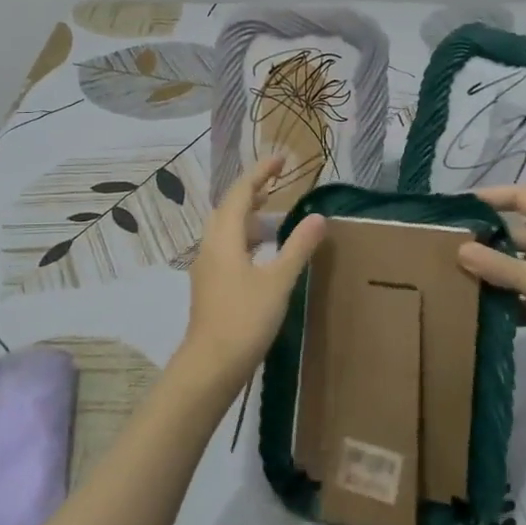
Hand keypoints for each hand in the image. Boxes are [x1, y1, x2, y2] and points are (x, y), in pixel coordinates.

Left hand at [175, 156, 325, 398]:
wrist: (211, 365)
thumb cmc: (245, 319)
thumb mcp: (278, 281)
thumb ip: (298, 247)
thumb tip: (318, 216)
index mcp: (224, 238)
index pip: (239, 193)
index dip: (260, 173)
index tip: (281, 159)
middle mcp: (210, 247)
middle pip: (228, 209)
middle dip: (251, 192)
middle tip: (276, 184)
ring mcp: (207, 268)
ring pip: (225, 230)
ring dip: (247, 217)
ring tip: (273, 215)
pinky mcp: (210, 286)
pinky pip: (226, 249)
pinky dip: (245, 239)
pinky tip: (262, 254)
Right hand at [457, 185, 525, 388]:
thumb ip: (498, 265)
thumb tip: (459, 249)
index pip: (525, 197)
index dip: (493, 197)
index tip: (460, 205)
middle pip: (519, 234)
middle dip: (488, 241)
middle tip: (448, 247)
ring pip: (522, 266)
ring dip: (496, 274)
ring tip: (456, 277)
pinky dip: (510, 300)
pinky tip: (481, 308)